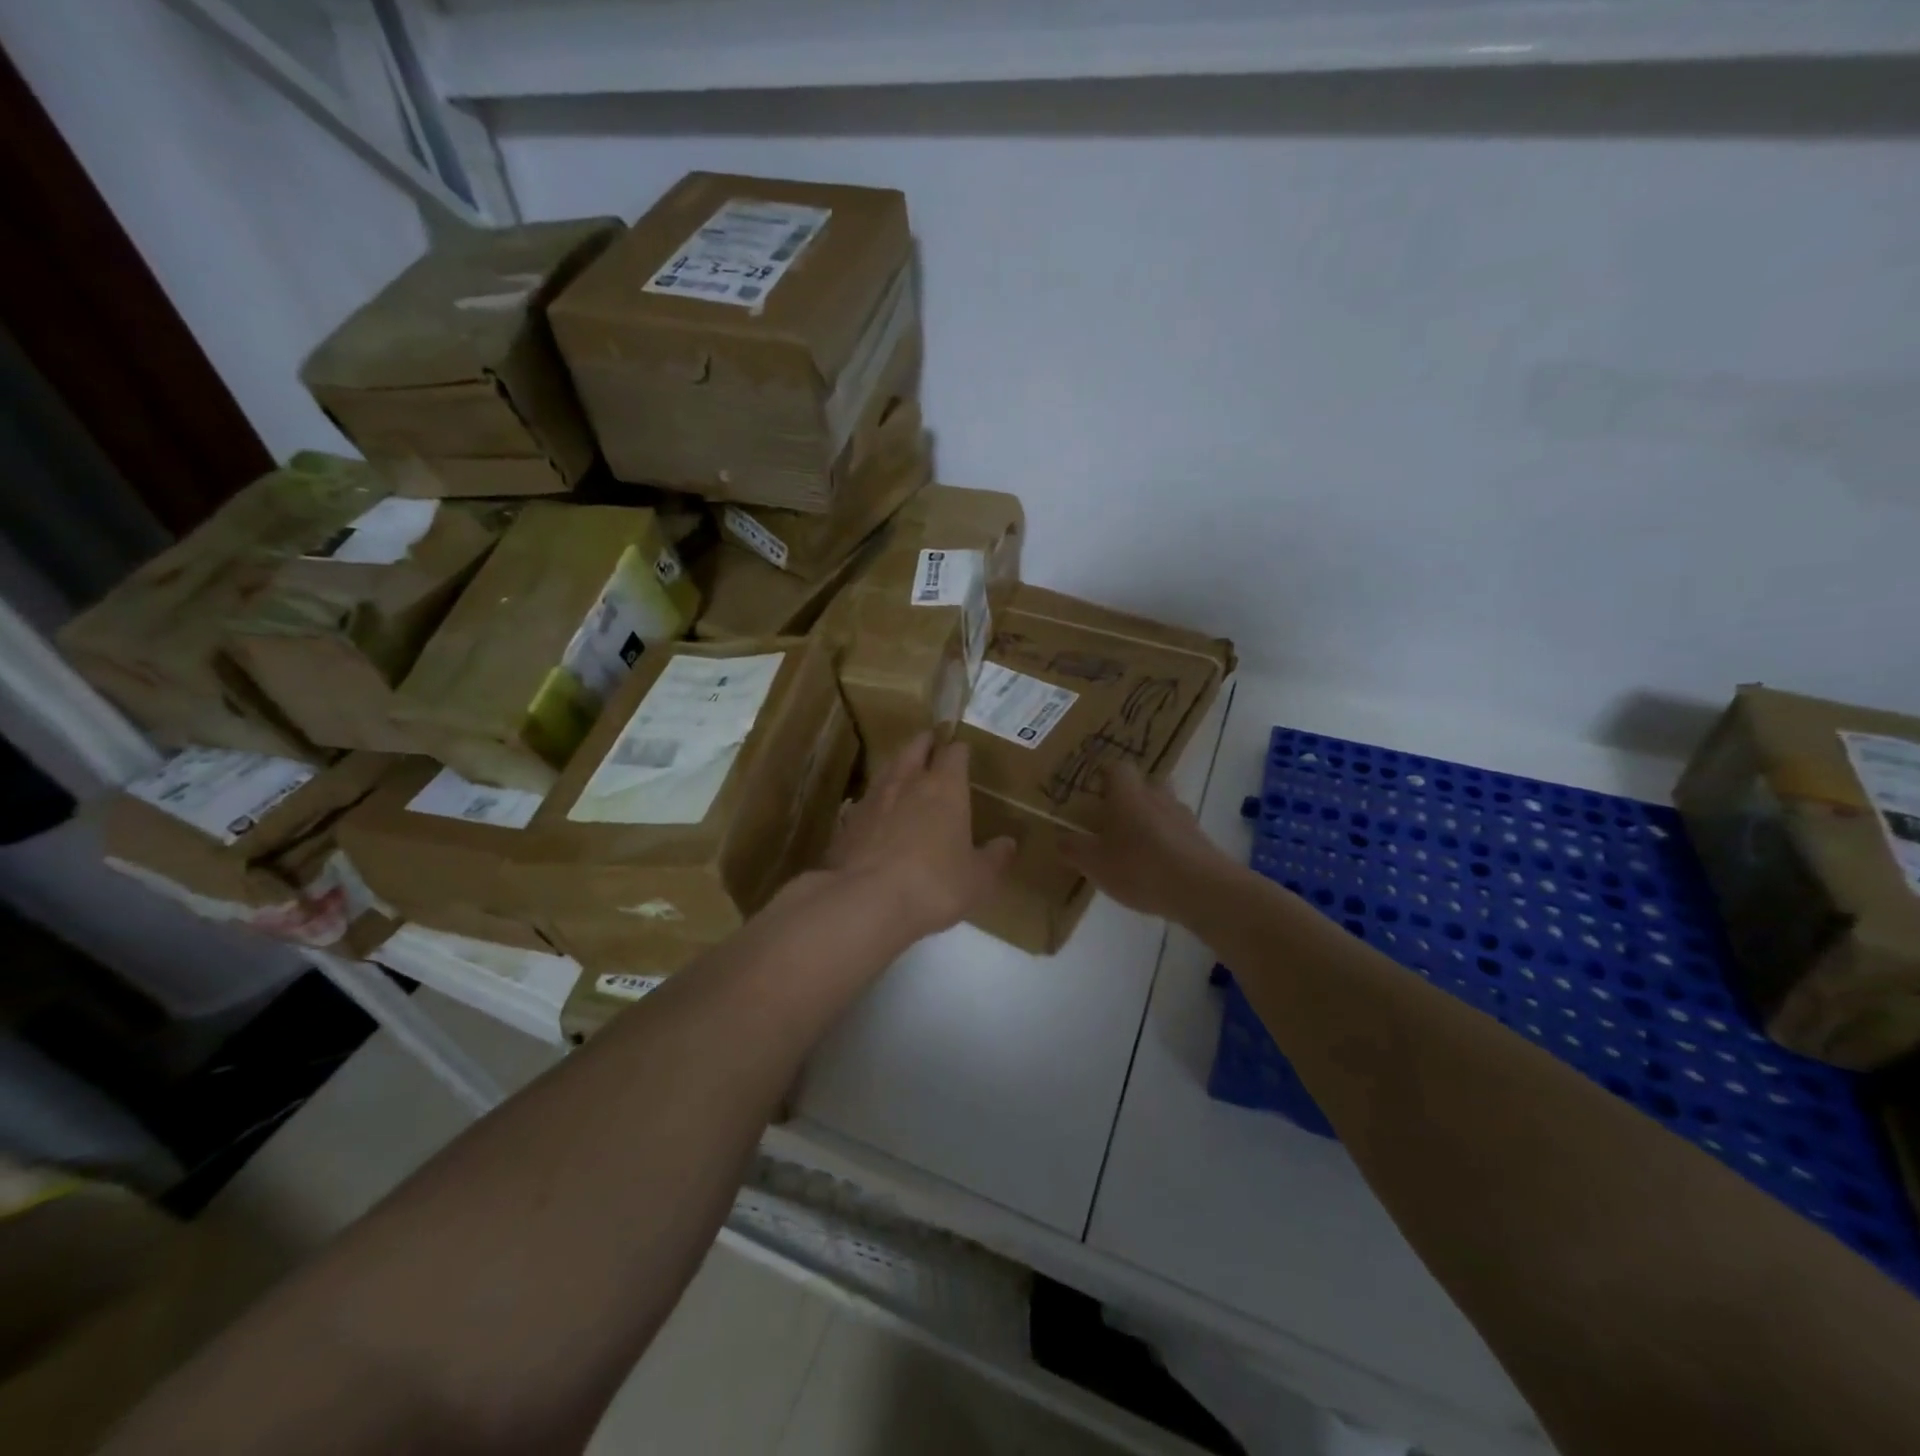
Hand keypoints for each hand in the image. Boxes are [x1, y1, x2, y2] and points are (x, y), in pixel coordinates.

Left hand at [824, 732, 1015, 944]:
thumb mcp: (977, 879)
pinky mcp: (848, 821)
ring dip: (898, 763)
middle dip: (925, 743)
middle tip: (931, 741)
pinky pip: (866, 799)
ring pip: (888, 768)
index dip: (960, 750)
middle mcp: (908, 783)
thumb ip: (994, 858)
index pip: (955, 754)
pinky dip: (876, 797)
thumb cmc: (934, 885)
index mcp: (945, 789)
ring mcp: (874, 799)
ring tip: (904, 766)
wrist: (866, 901)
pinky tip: (877, 809)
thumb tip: (1009, 843)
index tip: (963, 749)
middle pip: (915, 748)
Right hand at [1060, 761, 1226, 921]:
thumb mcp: (1093, 863)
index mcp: (1127, 793)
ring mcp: (1183, 817)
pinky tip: (1157, 868)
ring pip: (1163, 808)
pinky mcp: (1201, 840)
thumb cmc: (1139, 867)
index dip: (1104, 777)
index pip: (1117, 768)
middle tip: (1112, 820)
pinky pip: (1178, 832)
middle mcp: (1157, 796)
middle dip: (1130, 797)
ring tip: (1134, 848)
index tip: (1093, 793)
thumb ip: (1073, 848)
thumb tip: (1061, 838)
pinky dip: (1166, 843)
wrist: (1202, 889)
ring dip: (1150, 821)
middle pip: (1144, 784)